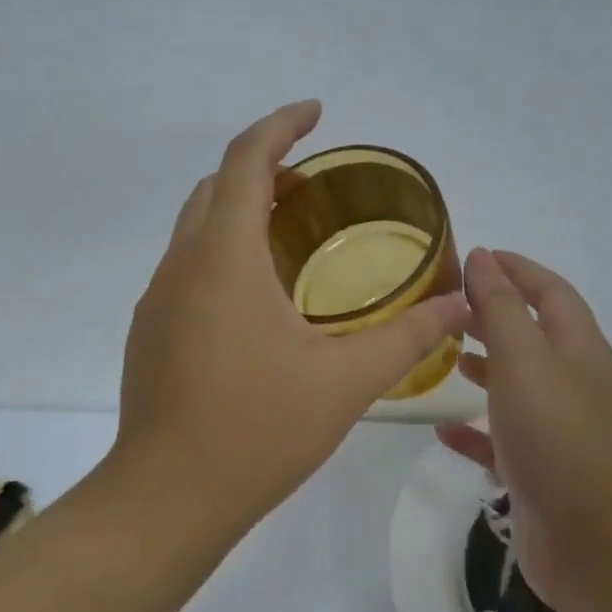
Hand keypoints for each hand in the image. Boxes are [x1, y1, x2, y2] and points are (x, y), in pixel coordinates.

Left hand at [113, 101, 468, 539]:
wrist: (168, 498)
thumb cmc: (258, 430)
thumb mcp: (346, 382)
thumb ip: (408, 337)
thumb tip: (460, 304)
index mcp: (224, 259)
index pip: (246, 161)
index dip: (281, 126)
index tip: (316, 113)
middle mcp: (181, 266)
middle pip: (216, 187)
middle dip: (262, 167)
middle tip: (312, 182)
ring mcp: (158, 301)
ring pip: (195, 228)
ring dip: (239, 211)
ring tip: (291, 231)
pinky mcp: (151, 333)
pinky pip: (187, 268)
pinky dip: (222, 252)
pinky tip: (258, 298)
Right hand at [436, 249, 611, 611]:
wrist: (597, 543)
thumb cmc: (558, 437)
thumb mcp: (524, 359)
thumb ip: (501, 307)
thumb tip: (483, 256)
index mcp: (576, 348)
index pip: (549, 291)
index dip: (516, 269)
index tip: (475, 257)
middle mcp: (570, 383)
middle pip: (532, 336)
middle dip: (493, 316)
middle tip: (447, 308)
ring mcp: (556, 430)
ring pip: (516, 387)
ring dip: (485, 368)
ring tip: (446, 358)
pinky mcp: (538, 471)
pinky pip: (500, 440)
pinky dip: (473, 431)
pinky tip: (441, 431)